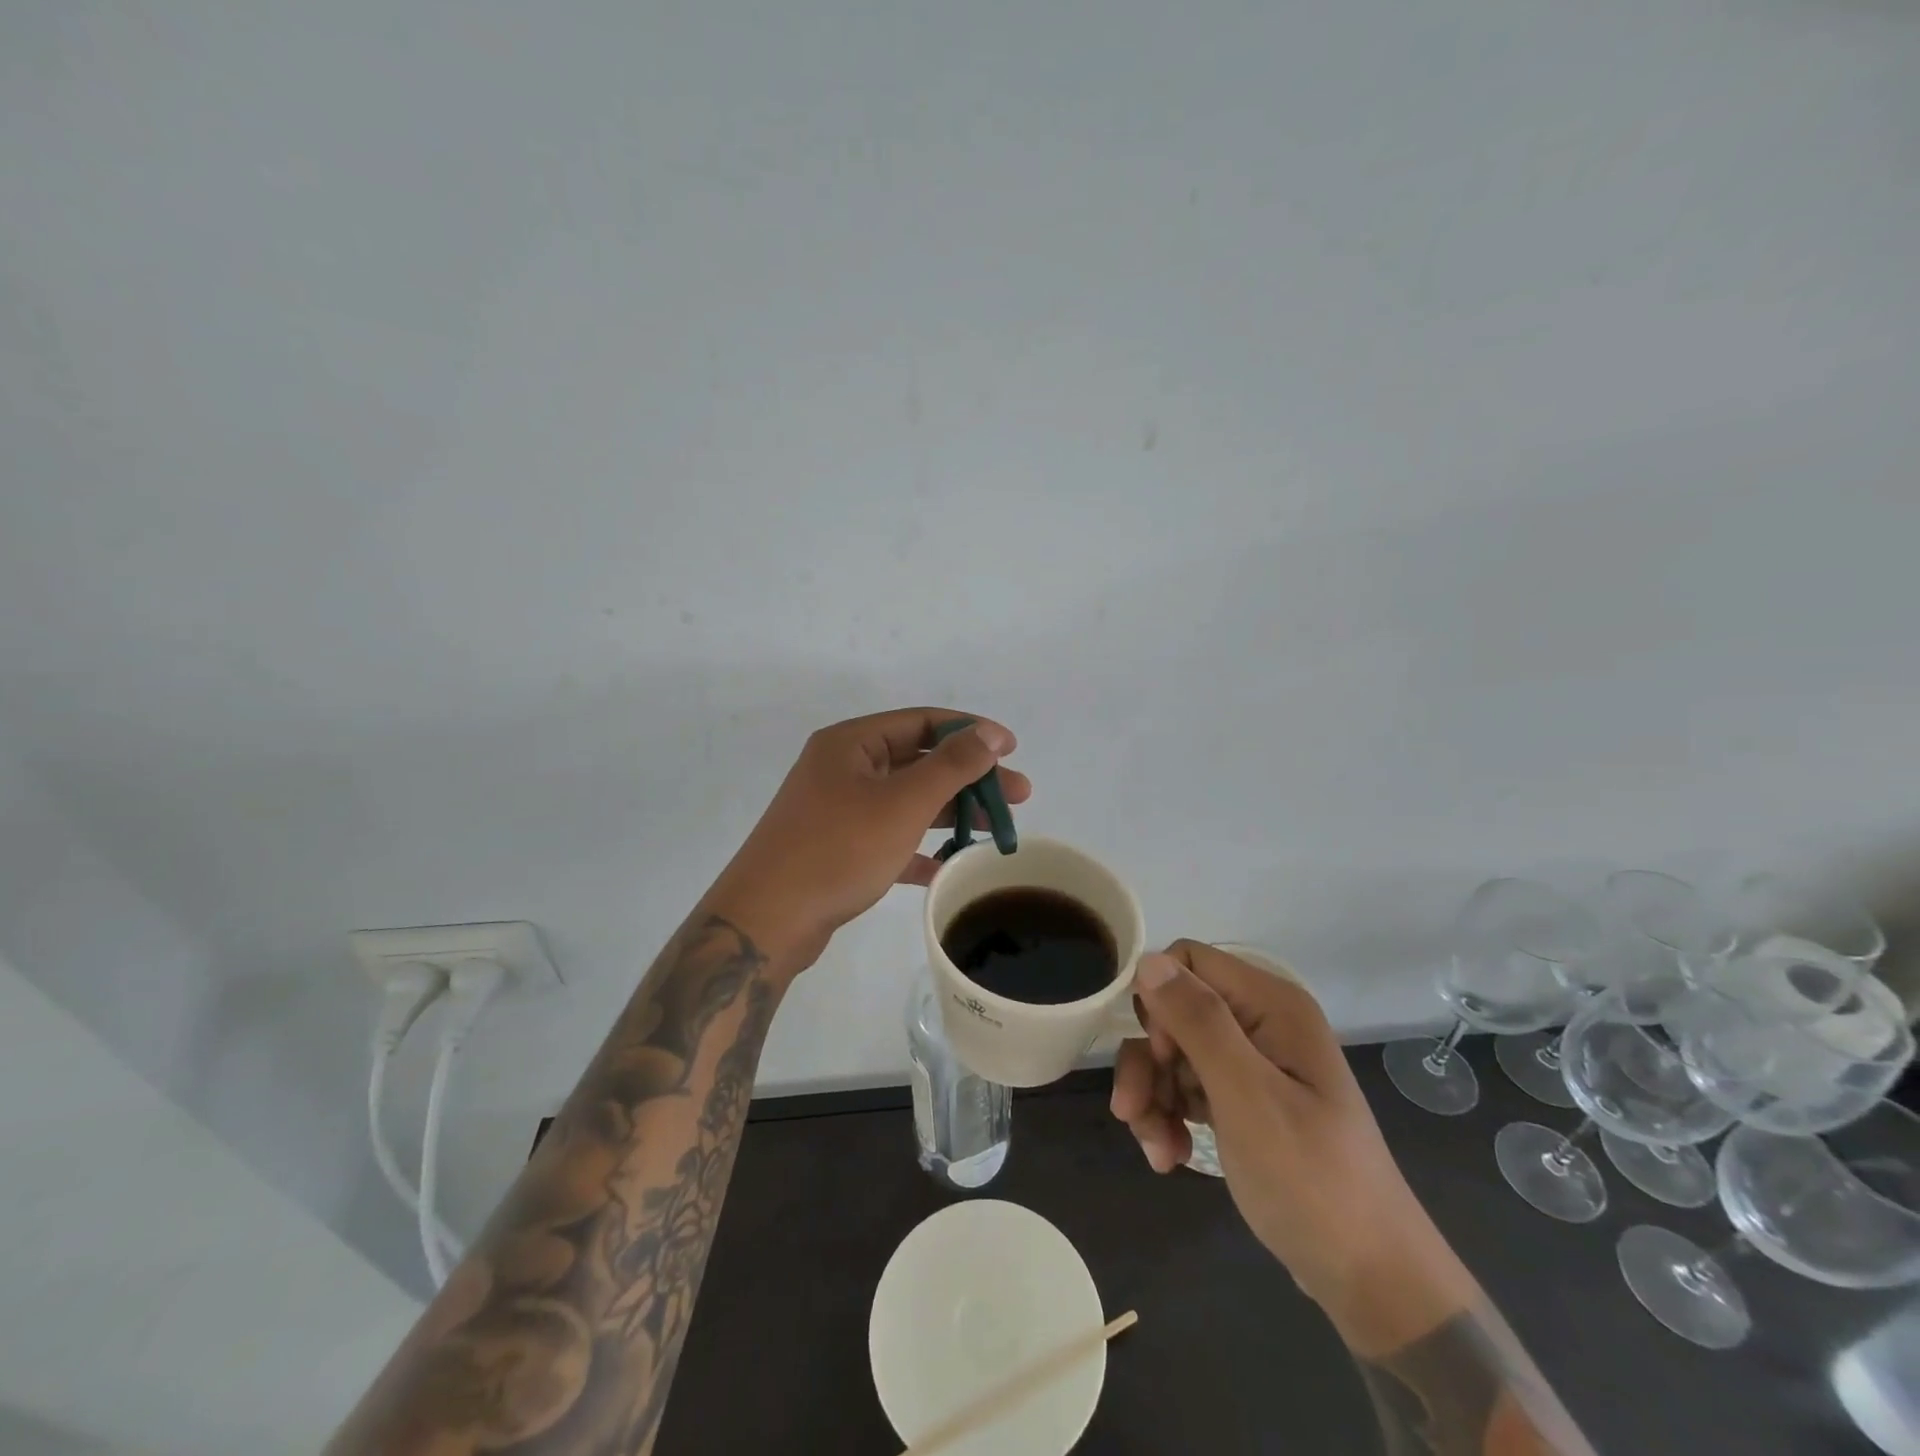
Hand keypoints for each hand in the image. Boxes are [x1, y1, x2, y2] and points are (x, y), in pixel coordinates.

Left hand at [703, 708, 1030, 969]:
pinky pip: (889, 838)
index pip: (922, 722)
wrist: (767, 921)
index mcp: (851, 744)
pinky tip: (949, 865)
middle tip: (1018, 796)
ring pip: (906, 802)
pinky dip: (920, 847)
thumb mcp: (903, 802)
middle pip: (918, 762)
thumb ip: (952, 765)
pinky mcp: (837, 849)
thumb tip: (991, 732)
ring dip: (950, 813)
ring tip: (996, 830)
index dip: (971, 731)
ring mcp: (838, 811)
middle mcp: (842, 769)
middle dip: (970, 777)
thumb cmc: (838, 849)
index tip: (1012, 748)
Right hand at [1112, 941, 1475, 1352]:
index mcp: (1271, 1005)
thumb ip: (1198, 1023)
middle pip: (1175, 1012)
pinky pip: (1188, 1089)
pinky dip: (1170, 1117)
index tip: (1159, 1053)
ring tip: (1156, 1149)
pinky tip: (1170, 1155)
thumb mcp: (1247, 1097)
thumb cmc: (1311, 1180)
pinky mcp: (1244, 1102)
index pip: (1189, 962)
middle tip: (1132, 1112)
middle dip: (1148, 1061)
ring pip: (1174, 1053)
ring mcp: (1253, 1065)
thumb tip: (1147, 959)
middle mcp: (1261, 1023)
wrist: (1370, 1280)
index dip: (1160, 1000)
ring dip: (1154, 1096)